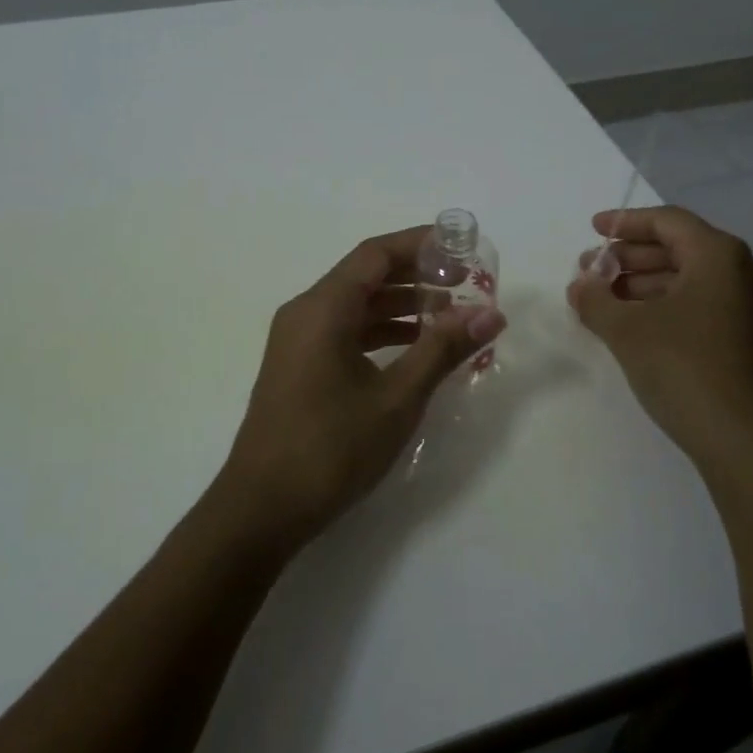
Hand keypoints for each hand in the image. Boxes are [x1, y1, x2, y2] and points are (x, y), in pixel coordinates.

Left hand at [215, 227, 504, 550]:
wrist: (262, 508)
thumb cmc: (331, 448)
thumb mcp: (397, 398)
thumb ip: (442, 350)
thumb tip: (490, 313)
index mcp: (323, 308)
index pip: (375, 255)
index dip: (419, 244)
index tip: (461, 246)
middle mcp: (305, 312)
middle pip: (365, 276)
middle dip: (415, 275)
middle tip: (464, 283)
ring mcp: (297, 340)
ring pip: (355, 305)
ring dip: (400, 306)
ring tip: (449, 316)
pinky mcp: (298, 365)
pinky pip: (343, 330)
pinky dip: (379, 332)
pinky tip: (413, 348)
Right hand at [567, 206, 752, 474]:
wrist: (748, 443)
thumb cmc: (685, 369)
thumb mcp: (627, 330)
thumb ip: (595, 299)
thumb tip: (579, 285)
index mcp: (721, 256)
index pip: (667, 221)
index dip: (625, 222)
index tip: (593, 231)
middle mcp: (745, 273)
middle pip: (679, 248)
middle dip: (630, 258)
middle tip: (592, 271)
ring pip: (690, 279)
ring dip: (644, 284)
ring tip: (604, 301)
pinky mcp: (751, 340)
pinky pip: (702, 305)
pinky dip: (666, 306)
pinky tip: (635, 325)